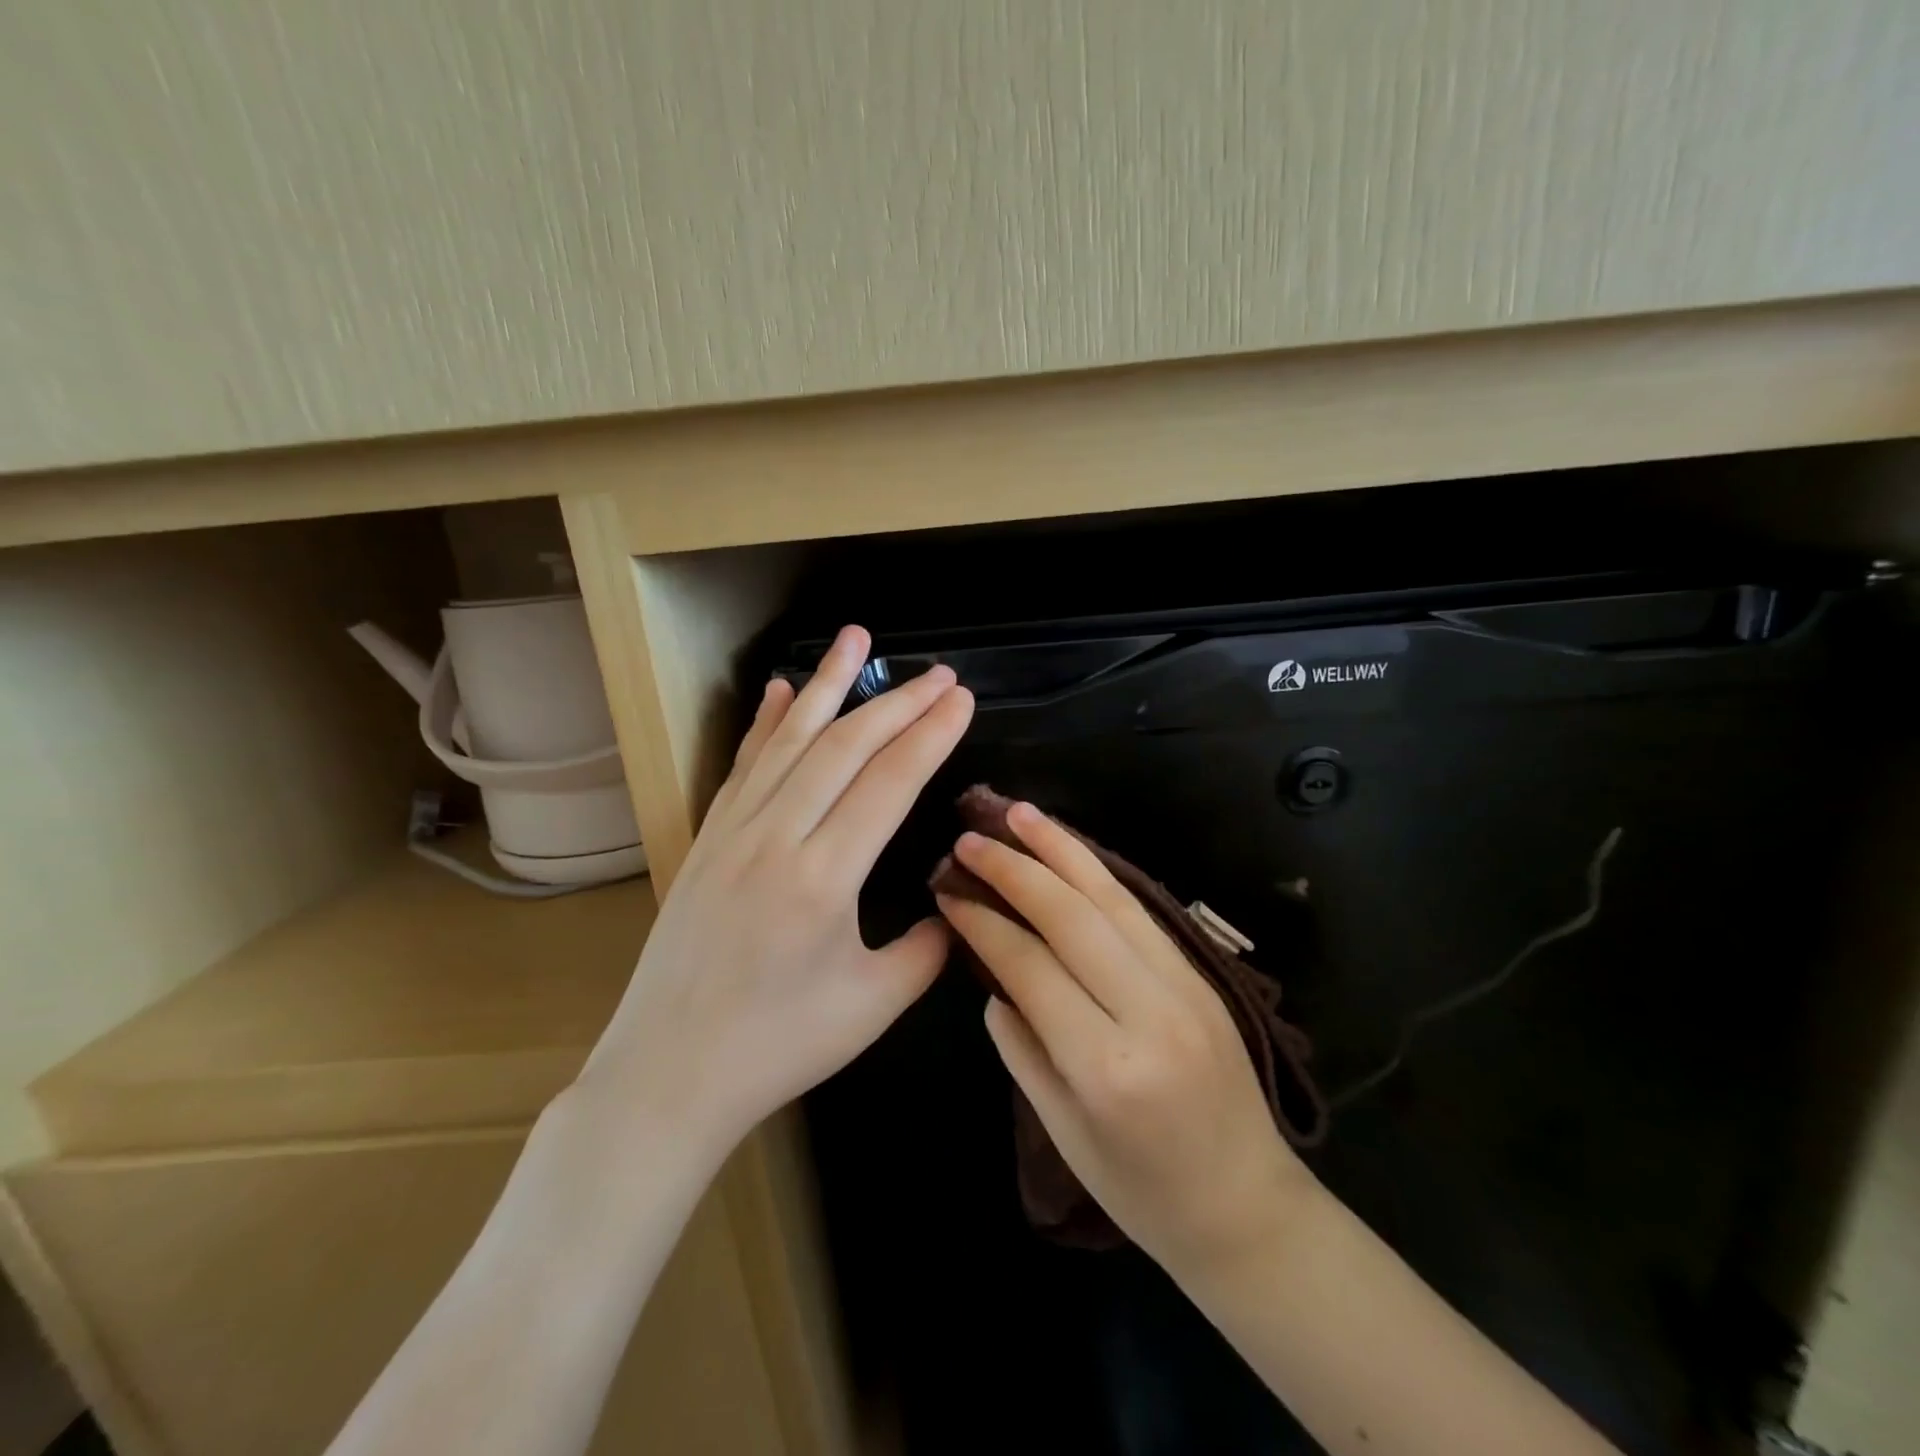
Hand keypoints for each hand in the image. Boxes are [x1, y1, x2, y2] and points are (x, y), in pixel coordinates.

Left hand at [576, 625, 973, 1159]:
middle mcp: (776, 838)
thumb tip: (955, 902)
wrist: (668, 1074)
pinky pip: (743, 766)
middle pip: (845, 747)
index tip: (961, 699)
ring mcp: (733, 832)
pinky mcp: (707, 839)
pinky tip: (779, 689)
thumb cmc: (778, 1047)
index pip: (888, 783)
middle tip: (939, 672)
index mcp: (823, 879)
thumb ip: (928, 948)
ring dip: (826, 685)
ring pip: (789, 740)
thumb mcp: (873, 1005)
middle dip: (898, 703)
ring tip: (856, 638)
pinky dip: (766, 723)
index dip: (930, 735)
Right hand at [937, 803, 1309, 1272]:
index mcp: (1106, 1064)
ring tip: (1020, 813)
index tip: (947, 890)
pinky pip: (1141, 911)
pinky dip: (1099, 874)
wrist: (1248, 1208)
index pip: (1030, 966)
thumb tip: (994, 978)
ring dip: (1061, 849)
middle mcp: (1150, 1011)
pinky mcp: (1204, 975)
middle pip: (1072, 917)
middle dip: (1015, 869)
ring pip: (1112, 898)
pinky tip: (1070, 851)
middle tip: (970, 838)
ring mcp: (1185, 986)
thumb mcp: (1061, 1131)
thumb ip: (1020, 1046)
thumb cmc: (1141, 1191)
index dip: (983, 922)